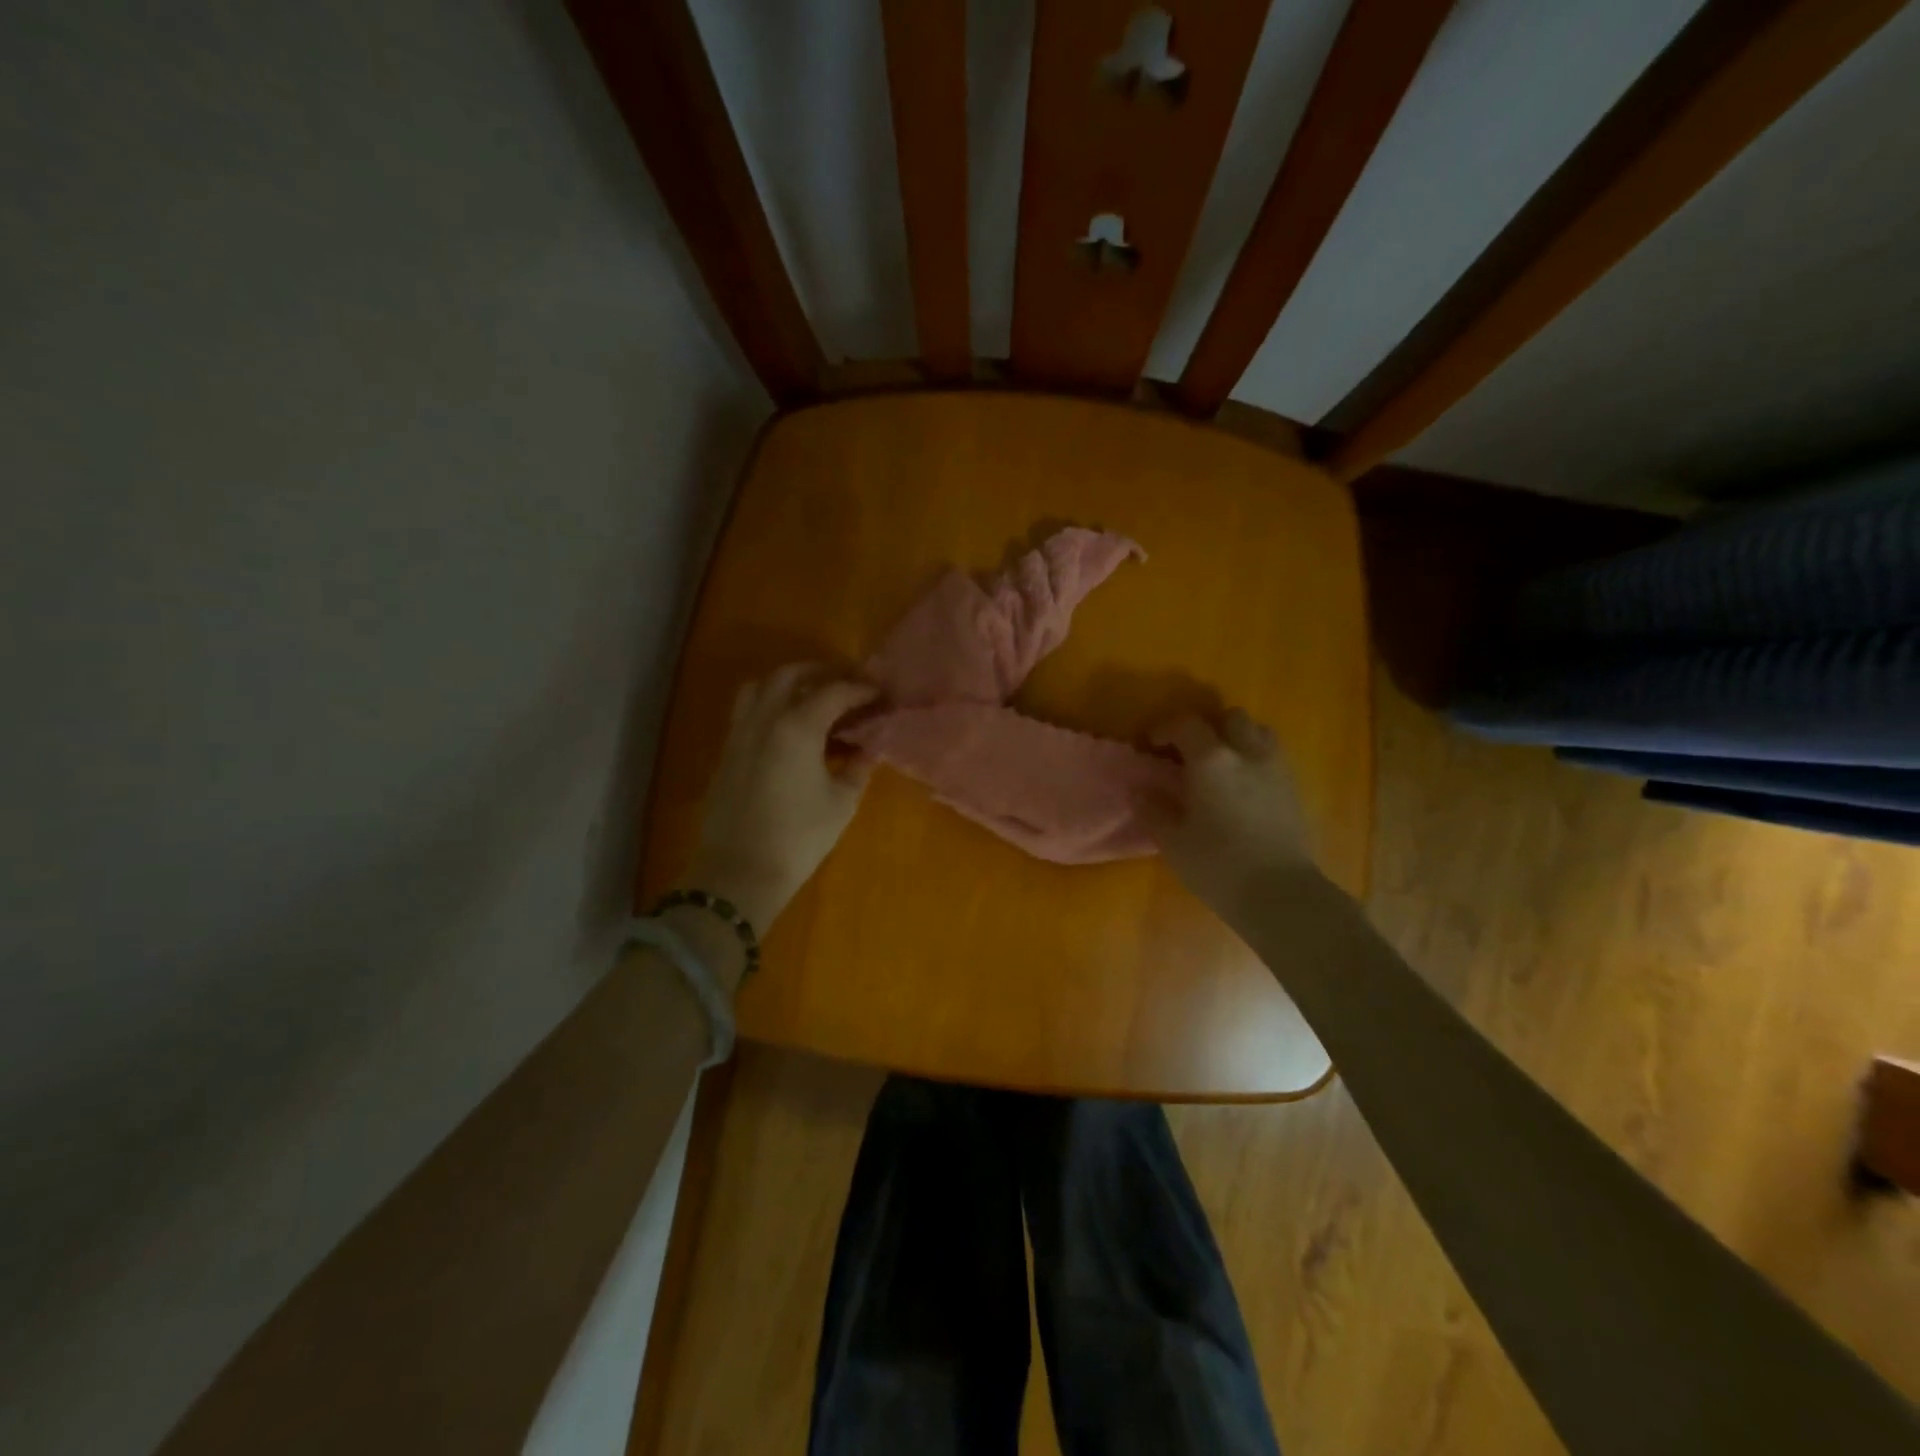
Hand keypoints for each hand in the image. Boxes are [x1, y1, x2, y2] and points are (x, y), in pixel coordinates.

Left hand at [682, 664, 879, 935]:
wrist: (739, 873)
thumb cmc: (799, 837)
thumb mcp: (841, 803)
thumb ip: (857, 768)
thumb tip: (867, 749)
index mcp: (797, 727)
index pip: (834, 692)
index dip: (861, 689)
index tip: (880, 693)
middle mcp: (764, 719)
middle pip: (790, 675)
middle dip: (821, 673)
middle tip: (847, 684)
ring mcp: (740, 734)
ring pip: (760, 688)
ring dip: (788, 684)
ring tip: (812, 699)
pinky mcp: (727, 753)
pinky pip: (748, 712)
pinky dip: (770, 706)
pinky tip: (788, 729)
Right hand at [1141, 707, 1317, 916]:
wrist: (1280, 894)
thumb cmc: (1217, 865)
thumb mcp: (1172, 840)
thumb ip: (1153, 808)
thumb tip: (1138, 789)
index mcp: (1211, 760)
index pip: (1186, 725)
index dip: (1165, 729)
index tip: (1151, 745)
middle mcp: (1247, 753)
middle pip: (1230, 717)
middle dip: (1207, 728)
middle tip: (1189, 753)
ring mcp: (1276, 769)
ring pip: (1258, 731)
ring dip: (1237, 738)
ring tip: (1221, 765)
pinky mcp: (1294, 789)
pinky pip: (1273, 757)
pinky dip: (1255, 760)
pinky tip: (1243, 787)